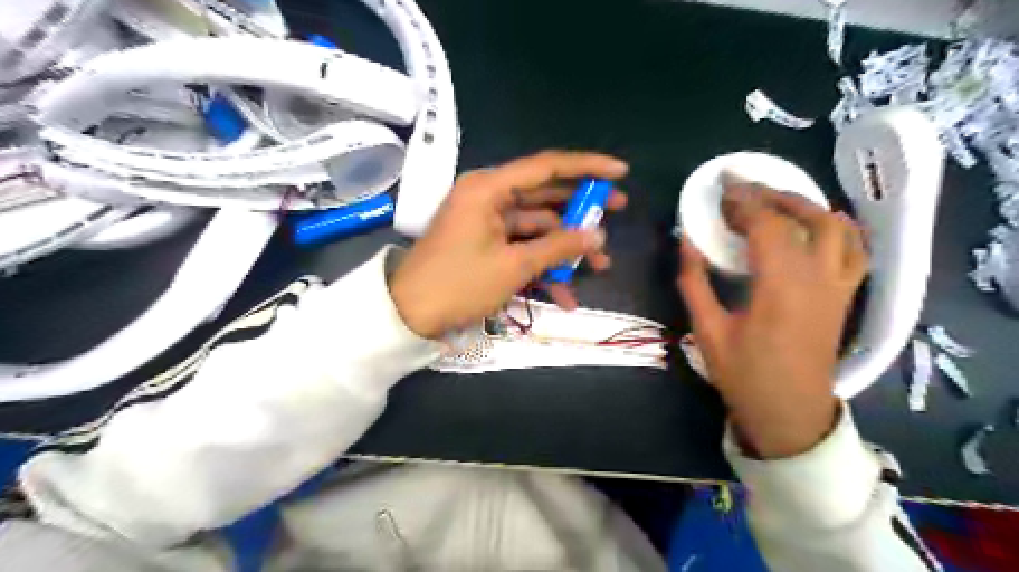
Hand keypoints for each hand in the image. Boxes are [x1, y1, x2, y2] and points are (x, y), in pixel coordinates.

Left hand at [390, 151, 629, 338]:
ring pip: (538, 226)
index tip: (621, 172)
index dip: (587, 167)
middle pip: (545, 196)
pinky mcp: (486, 244)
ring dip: (565, 248)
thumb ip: (559, 247)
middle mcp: (489, 196)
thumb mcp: (514, 266)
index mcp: (490, 188)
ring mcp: (487, 222)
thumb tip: (598, 236)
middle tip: (617, 211)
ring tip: (600, 267)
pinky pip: (522, 247)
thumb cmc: (459, 284)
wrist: (409, 315)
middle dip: (581, 210)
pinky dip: (542, 266)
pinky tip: (565, 295)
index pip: (547, 166)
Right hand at [680, 181, 861, 457]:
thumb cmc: (744, 375)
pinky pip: (854, 250)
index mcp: (780, 287)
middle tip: (743, 189)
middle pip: (807, 218)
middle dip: (773, 195)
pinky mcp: (844, 296)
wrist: (788, 413)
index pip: (768, 226)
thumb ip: (694, 282)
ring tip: (777, 202)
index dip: (744, 202)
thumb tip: (685, 241)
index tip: (722, 189)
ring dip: (808, 206)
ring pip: (838, 228)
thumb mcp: (707, 330)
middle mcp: (817, 279)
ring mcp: (838, 287)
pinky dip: (837, 227)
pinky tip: (816, 226)